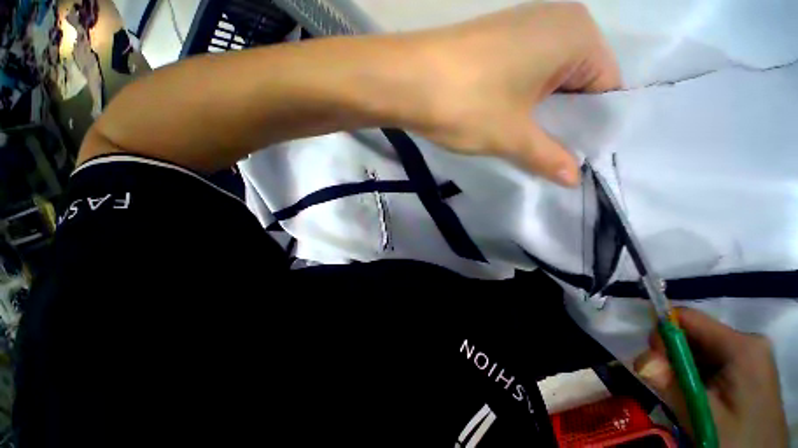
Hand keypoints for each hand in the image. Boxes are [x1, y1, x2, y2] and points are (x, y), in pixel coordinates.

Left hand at [408, 3, 620, 186]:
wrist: (405, 81)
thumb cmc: (466, 103)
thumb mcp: (512, 136)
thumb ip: (548, 157)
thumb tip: (573, 180)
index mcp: (577, 34)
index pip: (606, 89)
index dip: (591, 128)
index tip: (577, 158)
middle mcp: (555, 21)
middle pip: (577, 84)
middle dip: (564, 123)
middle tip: (552, 159)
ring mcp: (522, 28)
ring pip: (548, 82)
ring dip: (539, 116)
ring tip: (528, 147)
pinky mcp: (495, 42)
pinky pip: (523, 76)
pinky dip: (521, 102)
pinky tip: (508, 125)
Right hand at [634, 308, 788, 446]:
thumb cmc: (737, 440)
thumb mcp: (701, 415)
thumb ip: (670, 384)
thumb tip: (640, 361)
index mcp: (742, 345)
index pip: (688, 317)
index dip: (662, 333)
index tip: (653, 361)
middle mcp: (747, 341)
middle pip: (692, 332)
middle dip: (671, 354)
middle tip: (665, 383)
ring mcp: (749, 354)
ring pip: (698, 347)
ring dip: (680, 366)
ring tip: (682, 395)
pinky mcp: (746, 367)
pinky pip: (708, 359)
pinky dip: (692, 373)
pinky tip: (695, 394)